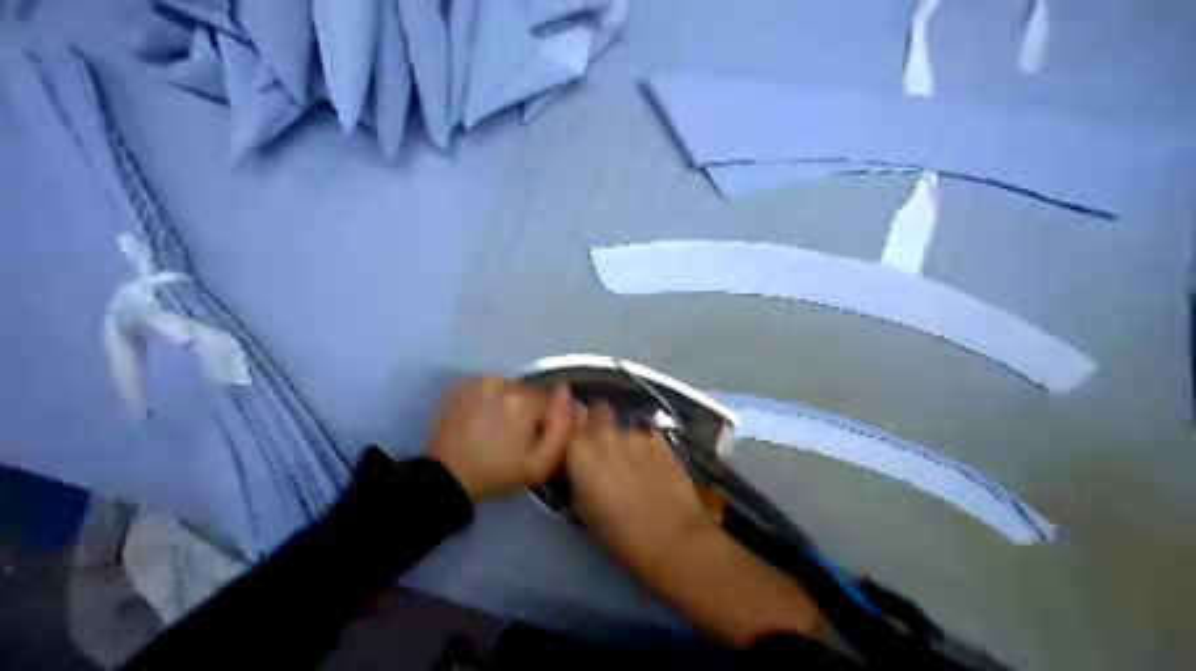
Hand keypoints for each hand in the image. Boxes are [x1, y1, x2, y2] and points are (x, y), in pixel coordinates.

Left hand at [427, 378, 576, 502]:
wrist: (446, 479)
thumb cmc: (498, 475)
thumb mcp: (541, 464)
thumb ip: (563, 428)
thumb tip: (572, 397)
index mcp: (523, 400)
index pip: (553, 402)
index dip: (549, 423)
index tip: (537, 443)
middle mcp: (502, 382)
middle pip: (530, 393)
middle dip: (529, 412)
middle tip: (517, 440)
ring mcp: (479, 381)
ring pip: (509, 389)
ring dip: (509, 405)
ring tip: (498, 430)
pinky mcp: (461, 385)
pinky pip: (488, 388)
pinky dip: (490, 401)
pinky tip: (482, 421)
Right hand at [560, 404, 708, 571]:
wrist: (669, 536)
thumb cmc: (616, 532)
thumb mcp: (579, 508)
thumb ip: (574, 476)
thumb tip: (576, 467)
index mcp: (578, 449)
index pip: (566, 426)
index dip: (571, 434)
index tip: (574, 447)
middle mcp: (604, 432)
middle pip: (596, 412)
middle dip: (597, 424)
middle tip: (602, 449)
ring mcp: (635, 433)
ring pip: (623, 427)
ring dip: (623, 440)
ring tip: (632, 464)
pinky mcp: (661, 439)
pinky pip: (646, 437)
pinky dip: (645, 448)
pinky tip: (652, 468)